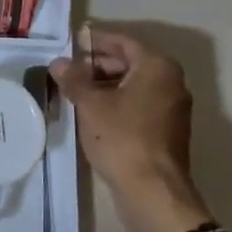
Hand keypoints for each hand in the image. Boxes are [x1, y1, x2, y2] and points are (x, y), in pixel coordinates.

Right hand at [49, 26, 210, 231]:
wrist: (152, 191)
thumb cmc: (122, 138)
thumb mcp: (90, 105)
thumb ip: (73, 79)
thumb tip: (59, 62)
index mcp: (157, 67)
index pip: (123, 41)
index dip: (95, 40)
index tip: (71, 42)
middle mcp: (171, 82)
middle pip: (130, 62)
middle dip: (98, 63)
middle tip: (68, 69)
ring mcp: (172, 107)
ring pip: (134, 85)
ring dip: (105, 84)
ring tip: (74, 90)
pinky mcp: (167, 130)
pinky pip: (139, 104)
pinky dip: (117, 102)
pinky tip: (91, 112)